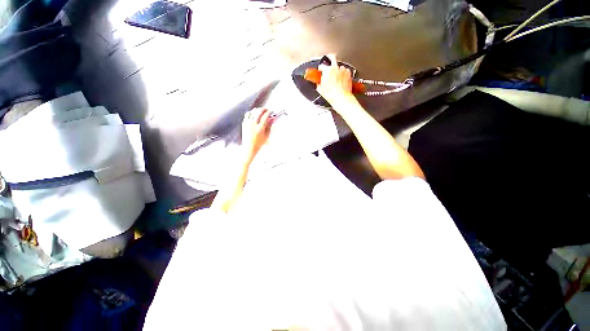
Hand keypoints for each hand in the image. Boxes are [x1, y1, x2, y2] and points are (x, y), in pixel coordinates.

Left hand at [242, 108, 273, 161]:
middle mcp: (253, 124)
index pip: (265, 116)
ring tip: (261, 111)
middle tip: (267, 109)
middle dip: (264, 109)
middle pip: (259, 112)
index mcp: (260, 128)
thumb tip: (272, 119)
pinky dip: (251, 112)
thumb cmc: (258, 143)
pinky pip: (247, 114)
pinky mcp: (244, 124)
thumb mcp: (267, 135)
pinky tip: (254, 114)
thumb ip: (270, 126)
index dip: (269, 112)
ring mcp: (247, 123)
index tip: (272, 111)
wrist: (249, 148)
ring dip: (257, 110)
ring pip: (252, 112)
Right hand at [317, 54, 357, 110]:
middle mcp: (335, 68)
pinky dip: (343, 74)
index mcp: (327, 70)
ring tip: (336, 77)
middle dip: (330, 58)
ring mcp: (343, 70)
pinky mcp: (349, 73)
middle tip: (328, 62)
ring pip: (339, 66)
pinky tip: (341, 80)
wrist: (342, 98)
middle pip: (333, 57)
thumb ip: (319, 83)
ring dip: (337, 70)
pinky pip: (345, 71)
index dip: (320, 69)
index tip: (320, 71)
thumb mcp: (321, 90)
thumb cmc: (332, 95)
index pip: (322, 66)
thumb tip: (319, 83)